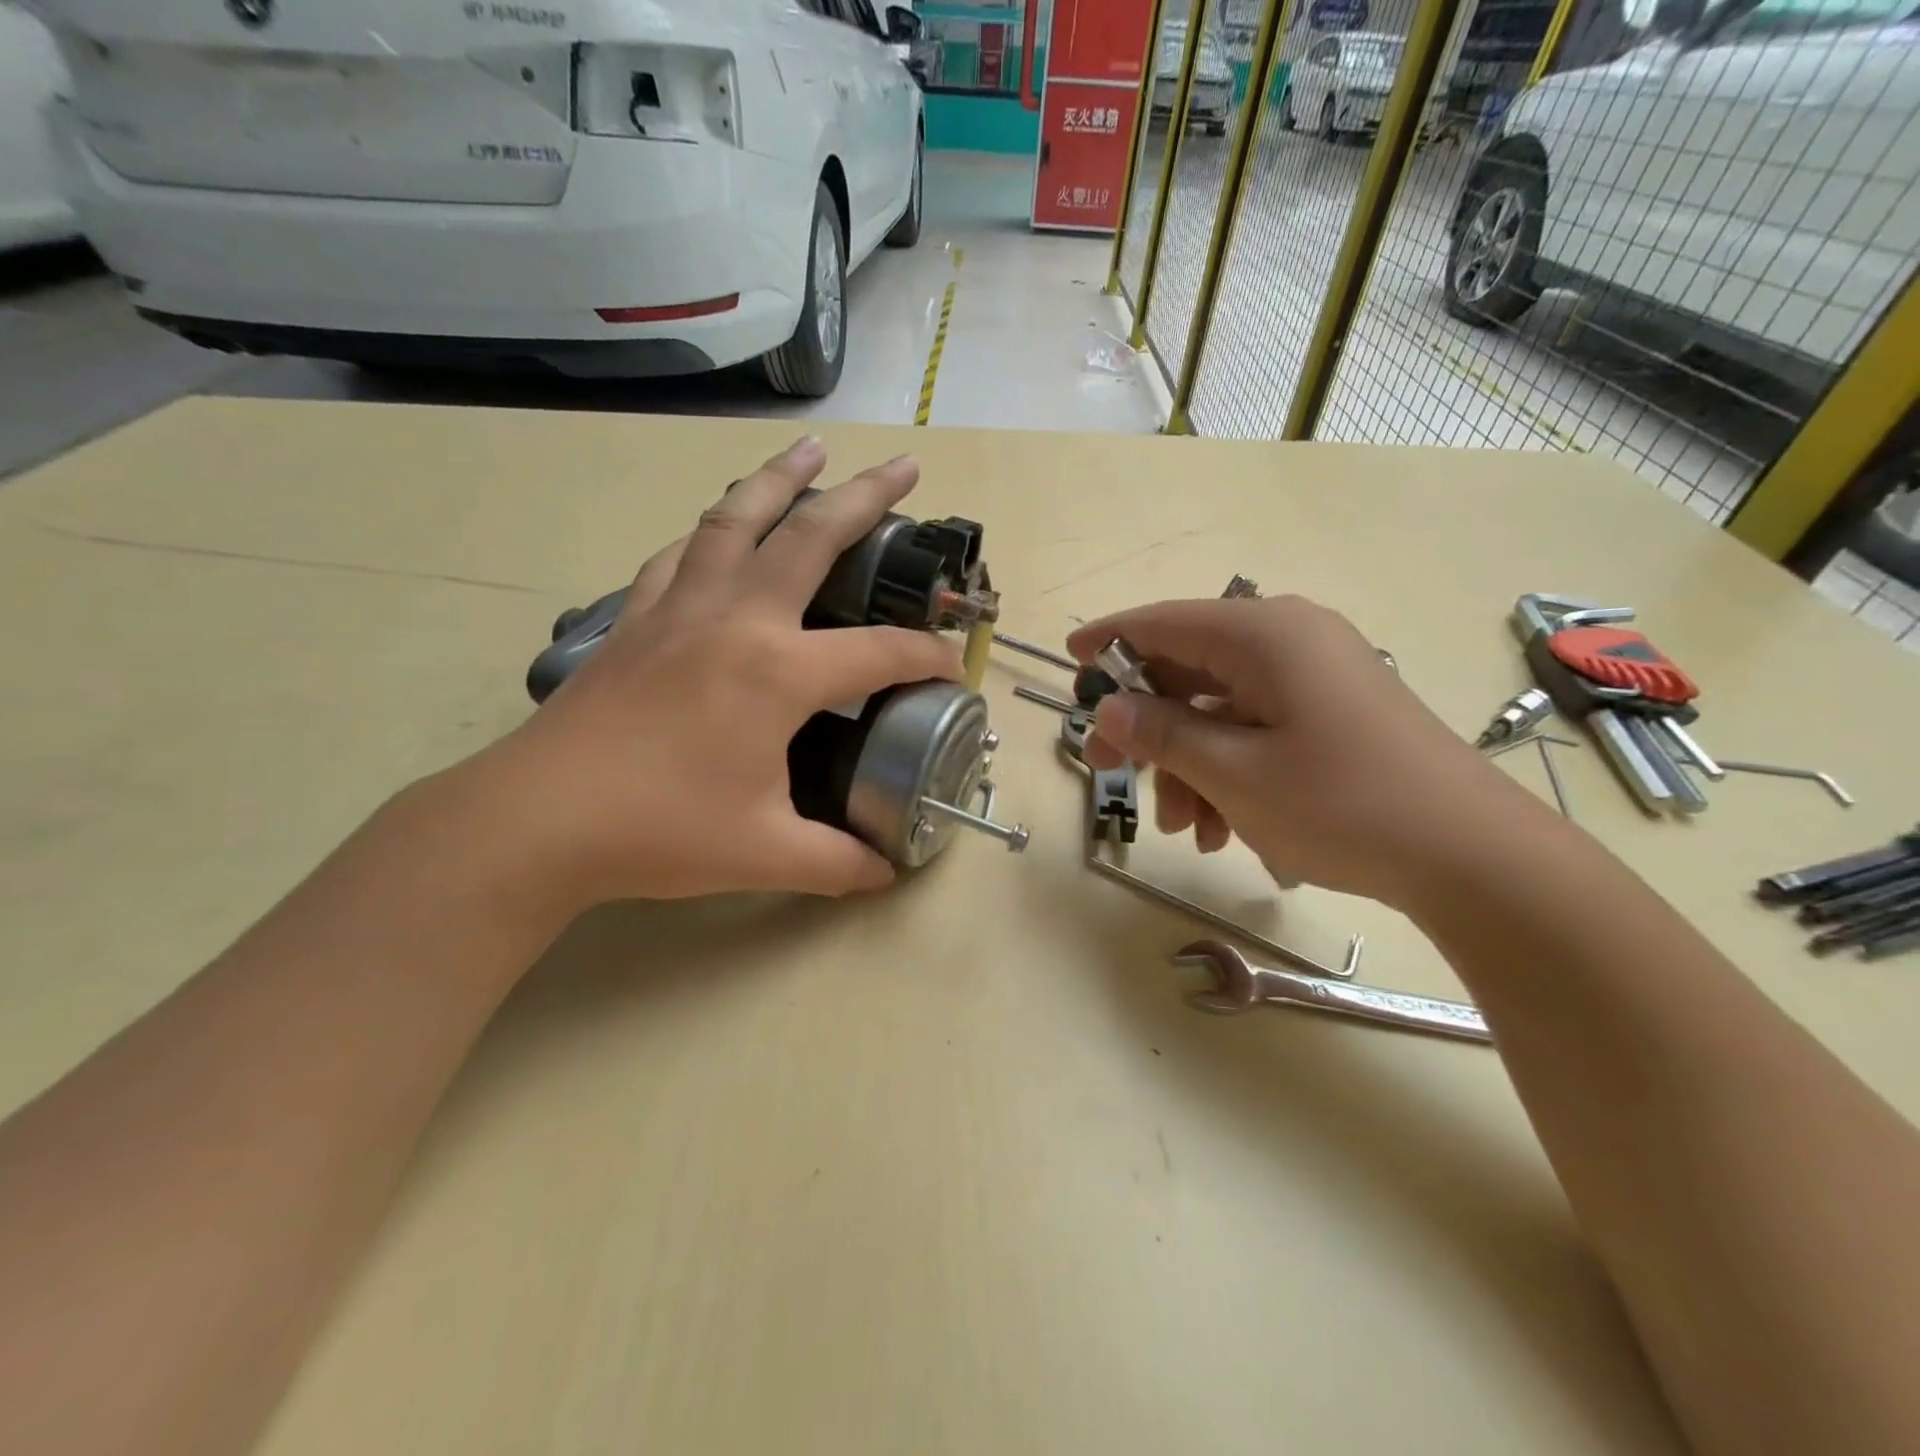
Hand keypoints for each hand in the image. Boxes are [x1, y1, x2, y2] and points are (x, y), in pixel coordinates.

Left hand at [480, 437, 959, 904]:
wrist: (539, 820)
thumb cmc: (661, 832)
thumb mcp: (768, 855)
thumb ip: (839, 862)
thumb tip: (885, 870)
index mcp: (779, 672)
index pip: (881, 653)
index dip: (929, 657)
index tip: (954, 667)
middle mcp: (737, 619)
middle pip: (812, 535)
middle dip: (866, 496)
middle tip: (904, 466)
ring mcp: (681, 608)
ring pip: (737, 519)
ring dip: (780, 479)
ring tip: (810, 450)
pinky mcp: (638, 618)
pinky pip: (684, 554)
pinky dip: (713, 530)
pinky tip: (721, 528)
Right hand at [1067, 596, 1532, 908]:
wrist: (1471, 856)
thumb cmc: (1342, 803)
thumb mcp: (1233, 773)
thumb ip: (1161, 734)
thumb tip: (1108, 710)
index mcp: (1263, 634)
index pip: (1163, 622)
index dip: (1109, 641)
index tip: (1068, 662)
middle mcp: (1289, 640)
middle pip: (1189, 671)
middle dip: (1147, 728)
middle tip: (1108, 771)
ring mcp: (1315, 677)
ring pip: (1220, 710)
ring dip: (1188, 765)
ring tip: (1183, 828)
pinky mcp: (1332, 713)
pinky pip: (1256, 730)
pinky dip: (1228, 771)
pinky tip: (1222, 827)